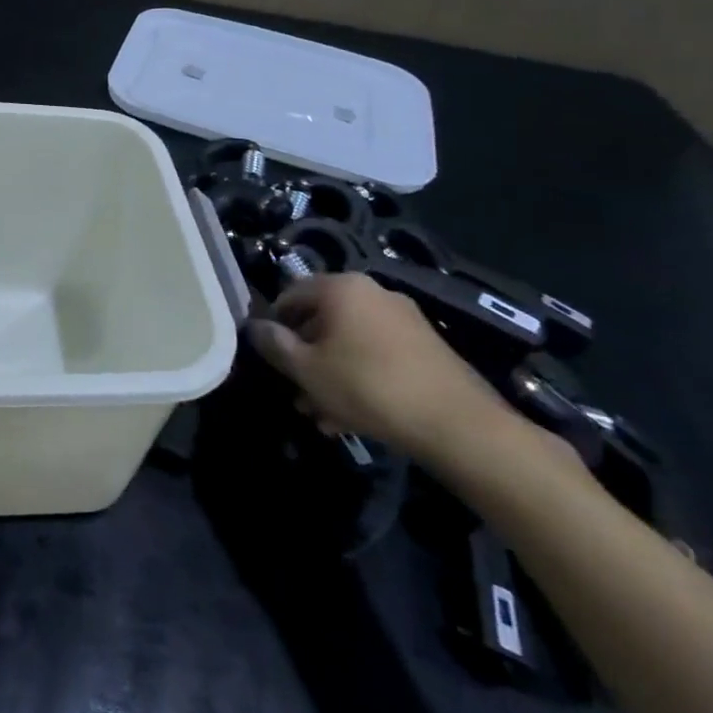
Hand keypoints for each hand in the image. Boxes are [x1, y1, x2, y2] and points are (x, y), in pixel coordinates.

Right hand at [249, 272, 509, 460]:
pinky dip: (359, 376)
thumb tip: (254, 326)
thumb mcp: (306, 369)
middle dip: (305, 356)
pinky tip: (354, 415)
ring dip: (330, 372)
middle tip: (296, 392)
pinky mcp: (426, 347)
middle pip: (322, 320)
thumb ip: (274, 344)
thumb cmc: (367, 386)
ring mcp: (404, 319)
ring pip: (350, 342)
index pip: (290, 294)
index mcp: (341, 287)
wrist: (457, 425)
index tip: (271, 358)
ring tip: (322, 412)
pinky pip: (377, 355)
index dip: (274, 325)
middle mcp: (373, 293)